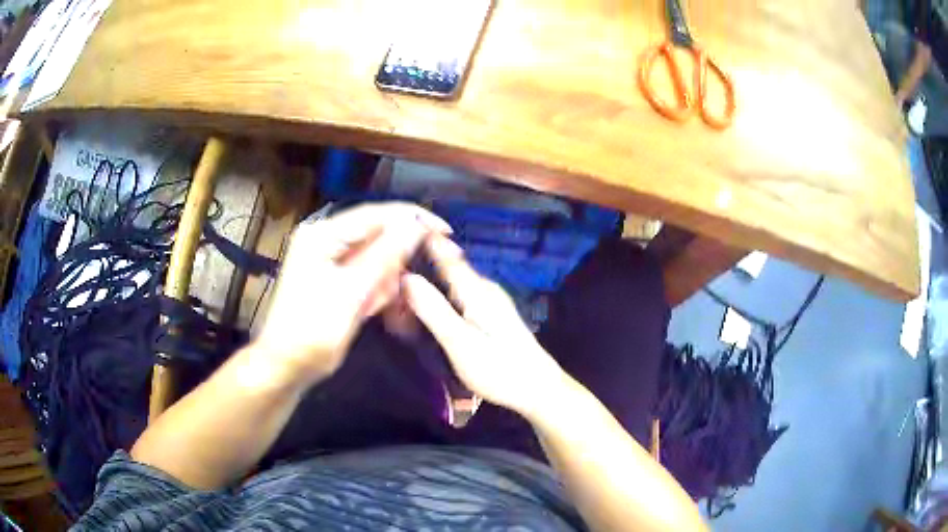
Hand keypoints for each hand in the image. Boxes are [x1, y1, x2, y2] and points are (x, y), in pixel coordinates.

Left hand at [254, 203, 450, 384]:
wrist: (286, 366)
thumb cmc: (312, 333)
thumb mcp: (351, 294)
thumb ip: (385, 257)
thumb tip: (416, 224)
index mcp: (322, 235)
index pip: (377, 213)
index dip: (414, 219)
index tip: (445, 232)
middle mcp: (324, 237)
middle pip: (376, 233)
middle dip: (397, 259)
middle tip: (411, 284)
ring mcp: (327, 256)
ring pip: (374, 256)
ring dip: (385, 280)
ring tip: (376, 306)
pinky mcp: (332, 274)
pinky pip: (365, 272)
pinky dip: (375, 289)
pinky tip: (371, 308)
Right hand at [402, 234, 567, 417]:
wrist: (536, 387)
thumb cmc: (498, 367)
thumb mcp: (460, 342)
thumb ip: (433, 309)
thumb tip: (405, 278)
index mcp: (475, 289)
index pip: (446, 253)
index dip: (424, 239)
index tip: (400, 227)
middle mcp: (484, 288)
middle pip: (448, 266)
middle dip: (421, 262)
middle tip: (391, 266)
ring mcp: (490, 301)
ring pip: (454, 280)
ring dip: (430, 279)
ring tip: (403, 285)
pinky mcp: (492, 314)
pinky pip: (460, 294)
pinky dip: (441, 294)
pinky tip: (431, 306)